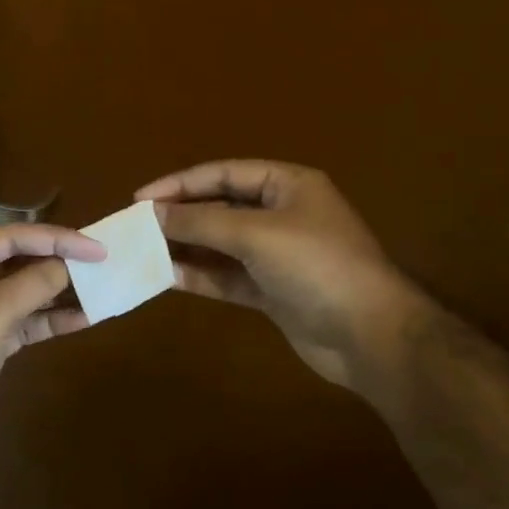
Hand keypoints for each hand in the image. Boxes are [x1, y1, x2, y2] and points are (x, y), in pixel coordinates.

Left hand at [0, 223, 104, 475]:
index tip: (96, 247)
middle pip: (15, 260)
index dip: (56, 239)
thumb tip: (67, 265)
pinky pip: (19, 320)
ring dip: (56, 292)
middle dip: (56, 263)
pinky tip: (82, 319)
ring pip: (19, 291)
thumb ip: (34, 282)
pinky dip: (47, 319)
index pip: (10, 236)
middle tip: (100, 263)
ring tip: (99, 288)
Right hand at [136, 160, 426, 391]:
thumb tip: (153, 212)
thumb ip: (201, 221)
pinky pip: (227, 276)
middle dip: (180, 215)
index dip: (180, 183)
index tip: (140, 198)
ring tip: (143, 251)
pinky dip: (200, 276)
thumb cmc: (317, 267)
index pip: (223, 173)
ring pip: (220, 244)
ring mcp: (277, 255)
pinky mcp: (272, 291)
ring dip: (185, 247)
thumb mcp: (256, 234)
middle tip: (137, 225)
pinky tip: (167, 278)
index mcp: (287, 185)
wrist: (371, 335)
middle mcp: (281, 214)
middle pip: (220, 206)